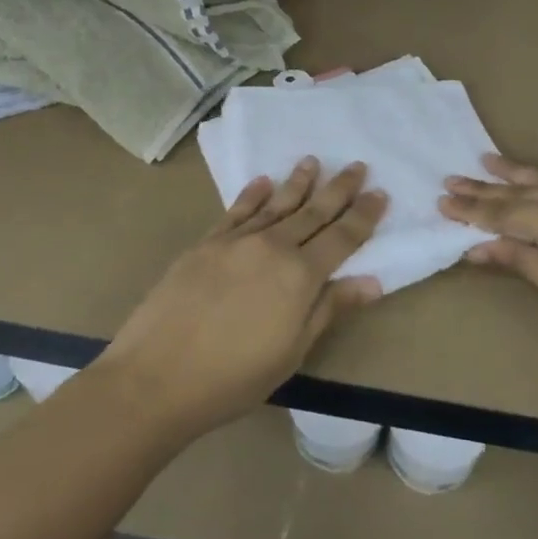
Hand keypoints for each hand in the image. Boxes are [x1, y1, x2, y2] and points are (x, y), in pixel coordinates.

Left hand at [101, 157, 387, 438]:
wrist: (157, 376)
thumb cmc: (234, 377)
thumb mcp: (293, 351)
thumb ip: (330, 309)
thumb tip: (372, 281)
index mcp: (300, 275)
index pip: (342, 237)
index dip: (364, 216)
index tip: (380, 193)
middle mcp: (272, 247)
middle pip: (313, 212)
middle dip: (339, 189)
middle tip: (357, 166)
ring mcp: (236, 242)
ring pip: (276, 204)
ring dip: (298, 182)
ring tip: (313, 161)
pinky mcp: (205, 244)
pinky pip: (236, 211)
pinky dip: (252, 194)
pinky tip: (263, 181)